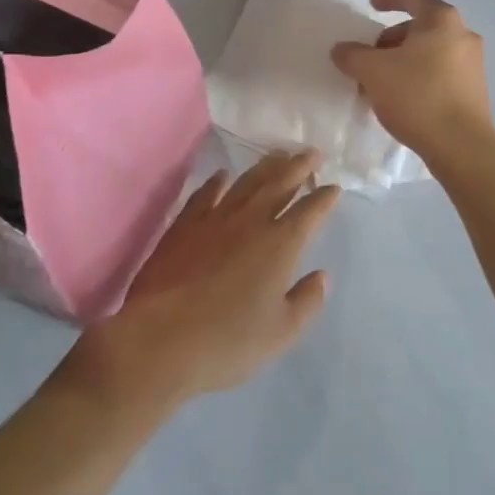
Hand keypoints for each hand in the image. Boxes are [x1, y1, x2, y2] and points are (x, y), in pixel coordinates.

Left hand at [70, 151, 337, 410]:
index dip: (324, 198)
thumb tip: (321, 276)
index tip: (334, 188)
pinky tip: (223, 176)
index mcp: (280, 245)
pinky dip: (217, 182)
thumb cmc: (228, 341)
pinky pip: (205, 194)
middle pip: (279, 184)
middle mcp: (250, 222)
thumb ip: (306, 302)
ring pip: (245, 183)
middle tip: (312, 153)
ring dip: (265, 166)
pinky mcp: (184, 225)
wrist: (160, 339)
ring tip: (278, 154)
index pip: (309, 212)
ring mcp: (214, 219)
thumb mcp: (281, 333)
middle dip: (299, 167)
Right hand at [330, 0, 491, 158]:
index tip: (371, 4)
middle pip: (420, 26)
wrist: (461, 146)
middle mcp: (462, 35)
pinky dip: (417, 75)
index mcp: (441, 20)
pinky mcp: (473, 89)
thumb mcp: (373, 72)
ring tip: (379, 81)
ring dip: (402, 60)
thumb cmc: (417, 96)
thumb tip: (342, 49)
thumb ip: (352, 55)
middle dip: (390, 38)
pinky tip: (399, 98)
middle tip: (368, 55)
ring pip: (429, 51)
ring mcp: (472, 63)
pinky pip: (439, 71)